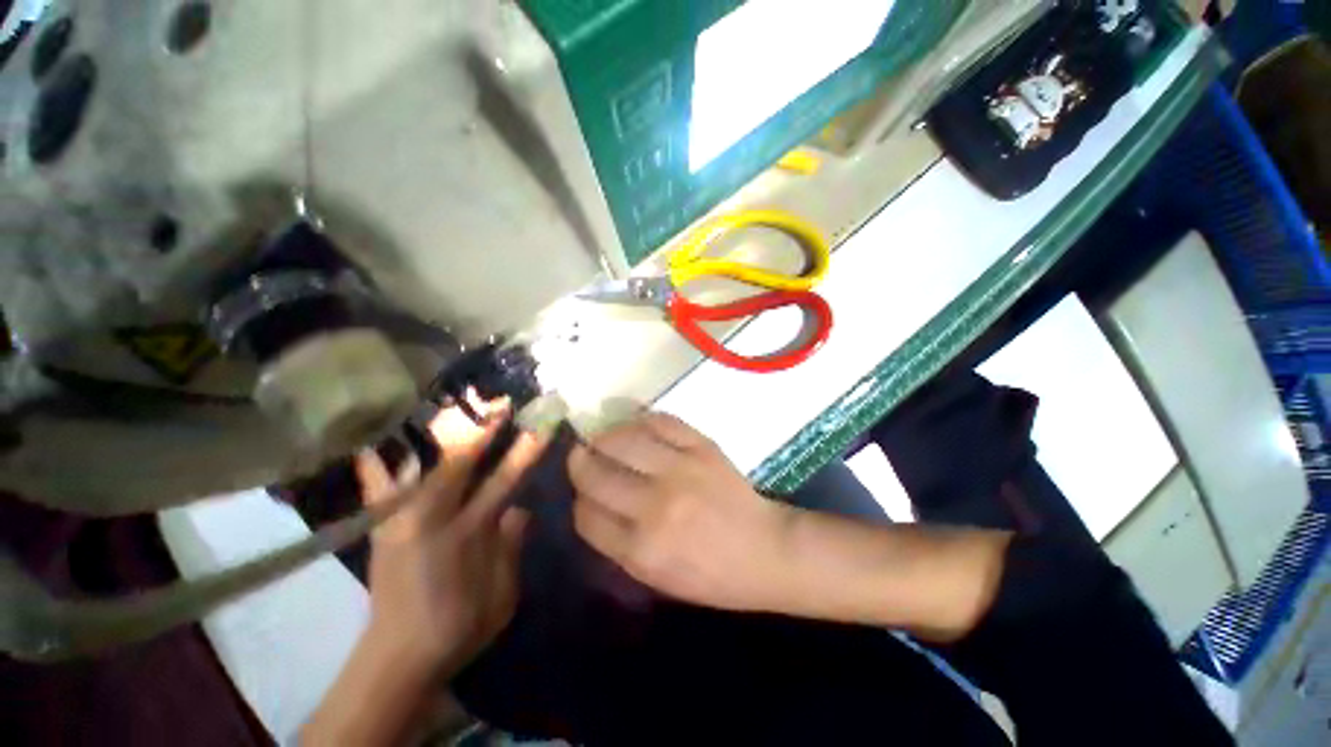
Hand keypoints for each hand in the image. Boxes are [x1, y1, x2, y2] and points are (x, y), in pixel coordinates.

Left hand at [355, 399, 545, 677]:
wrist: (398, 658)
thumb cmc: (459, 628)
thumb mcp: (502, 595)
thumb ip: (511, 546)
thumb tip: (520, 507)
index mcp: (469, 534)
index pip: (505, 480)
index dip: (524, 450)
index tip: (540, 425)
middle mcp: (432, 518)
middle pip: (458, 462)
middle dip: (482, 429)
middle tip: (499, 402)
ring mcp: (400, 521)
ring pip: (418, 465)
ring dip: (436, 434)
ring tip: (448, 405)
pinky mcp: (382, 530)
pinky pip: (377, 490)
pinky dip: (376, 464)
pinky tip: (374, 441)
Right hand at [568, 412, 796, 613]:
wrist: (765, 550)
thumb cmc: (712, 575)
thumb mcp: (657, 579)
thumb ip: (618, 544)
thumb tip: (590, 504)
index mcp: (641, 550)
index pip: (586, 515)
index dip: (578, 501)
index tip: (582, 493)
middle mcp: (655, 507)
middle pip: (596, 475)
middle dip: (580, 463)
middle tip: (580, 455)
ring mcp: (680, 470)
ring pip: (622, 440)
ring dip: (604, 437)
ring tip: (602, 439)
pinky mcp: (702, 447)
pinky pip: (659, 421)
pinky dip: (640, 420)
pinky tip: (634, 426)